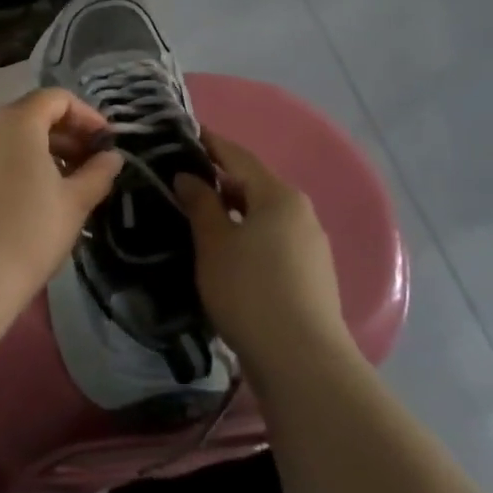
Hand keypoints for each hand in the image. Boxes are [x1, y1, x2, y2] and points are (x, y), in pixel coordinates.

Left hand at [0, 88, 122, 307]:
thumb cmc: (31, 229)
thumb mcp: (74, 202)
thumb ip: (97, 173)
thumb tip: (111, 158)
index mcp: (17, 123)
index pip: (55, 98)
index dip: (86, 115)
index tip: (106, 143)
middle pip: (32, 115)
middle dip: (67, 134)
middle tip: (92, 163)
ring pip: (13, 139)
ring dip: (45, 152)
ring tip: (70, 183)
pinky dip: (21, 165)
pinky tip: (38, 197)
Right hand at [174, 133, 346, 366]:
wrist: (300, 358)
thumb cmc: (248, 290)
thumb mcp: (213, 243)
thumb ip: (200, 203)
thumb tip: (188, 177)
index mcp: (278, 195)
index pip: (238, 156)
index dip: (210, 144)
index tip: (185, 134)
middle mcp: (301, 212)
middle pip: (254, 185)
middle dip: (219, 181)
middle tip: (181, 182)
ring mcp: (310, 244)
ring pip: (263, 214)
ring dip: (233, 211)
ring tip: (199, 216)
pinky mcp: (310, 273)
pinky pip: (272, 239)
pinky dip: (247, 234)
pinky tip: (226, 251)